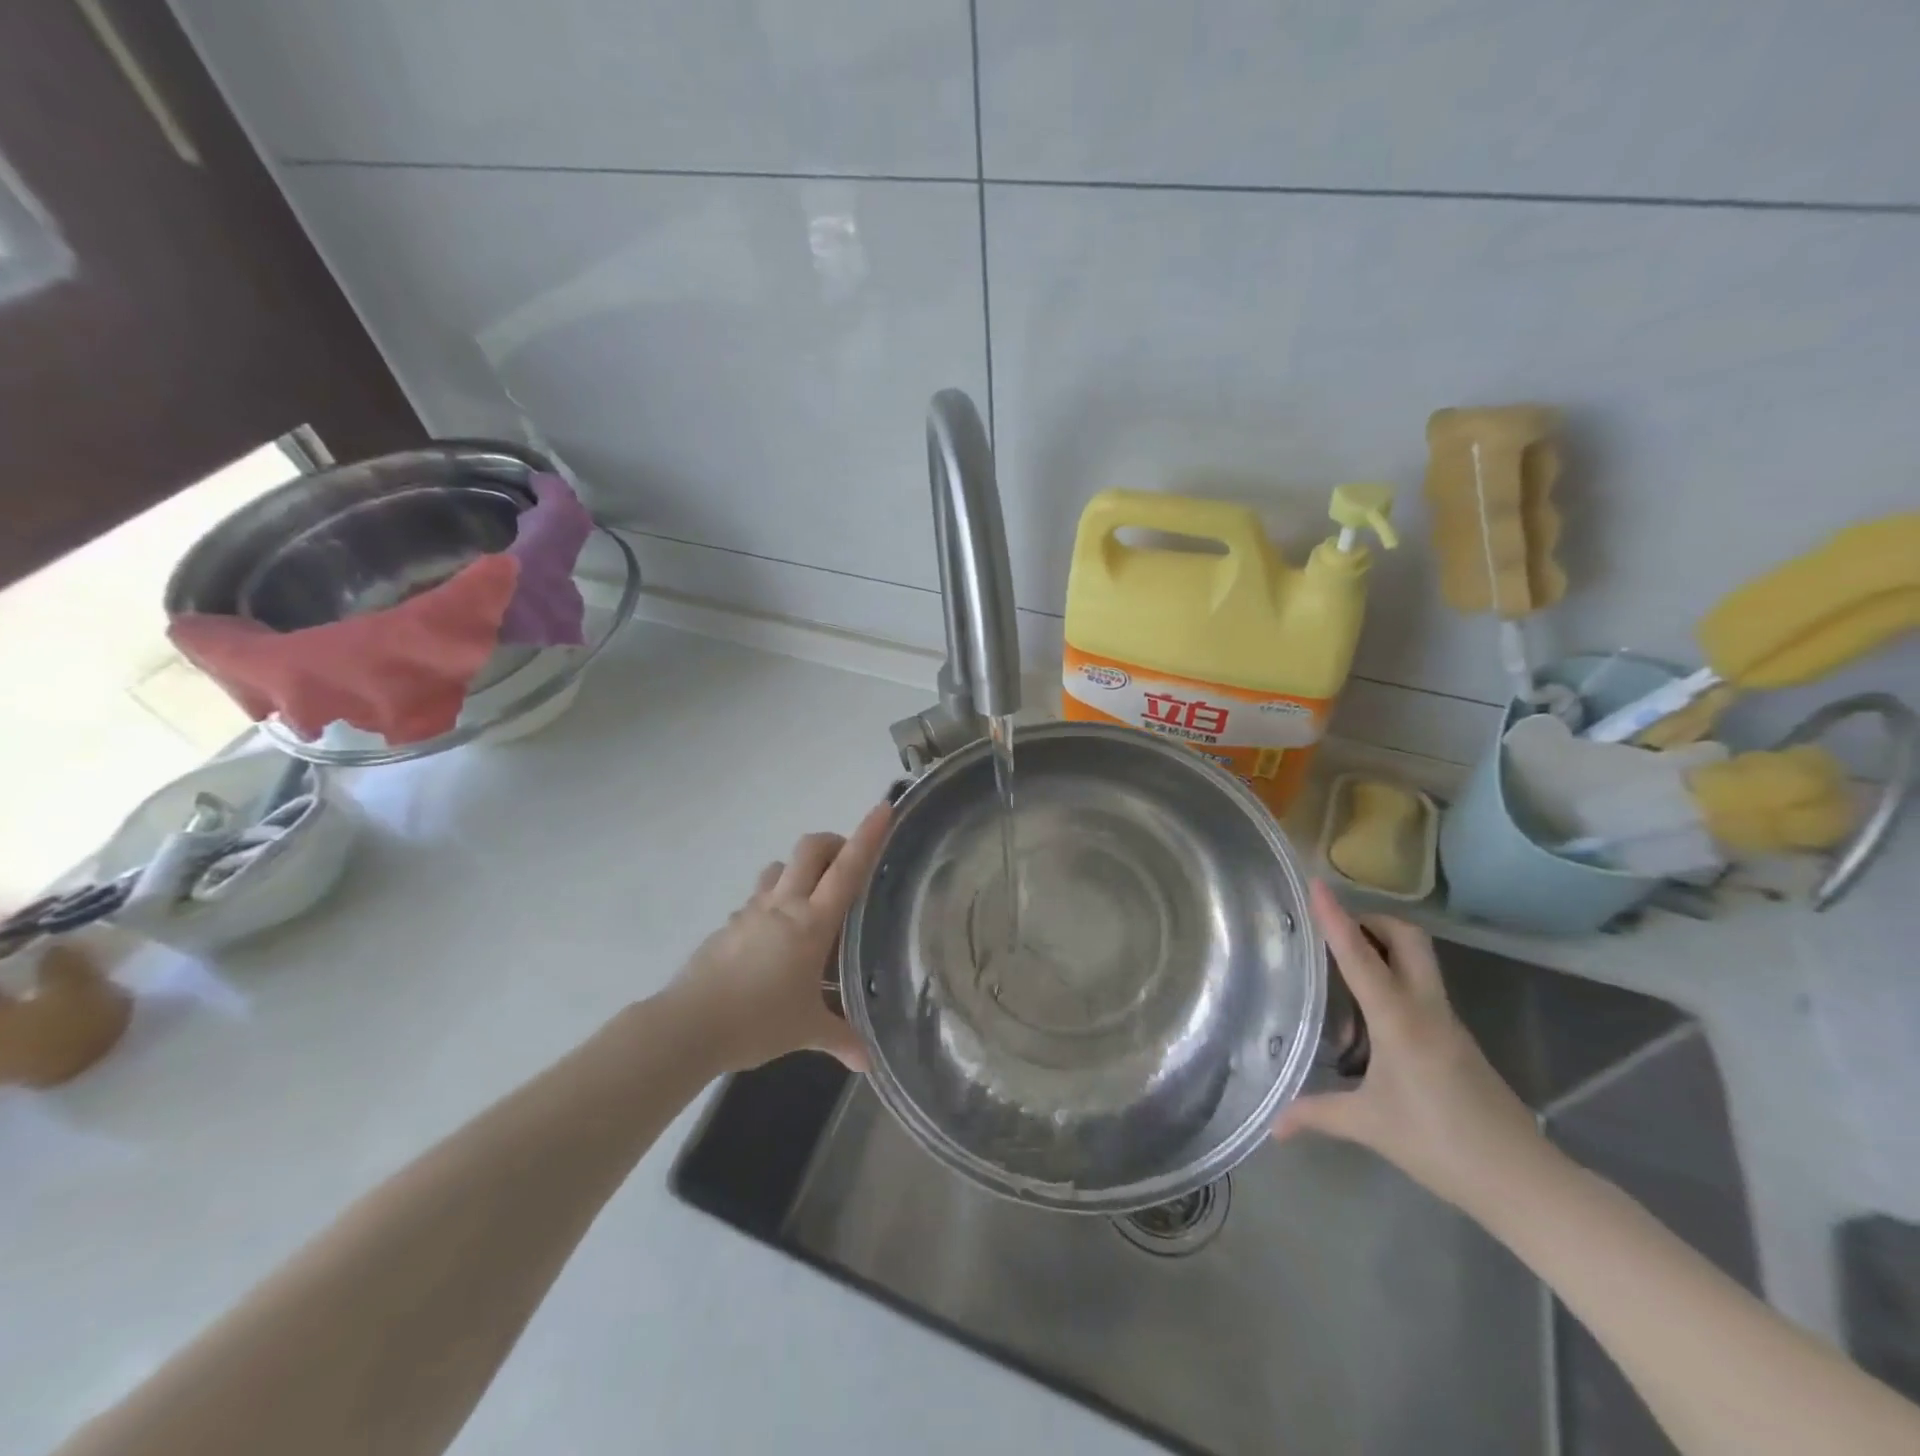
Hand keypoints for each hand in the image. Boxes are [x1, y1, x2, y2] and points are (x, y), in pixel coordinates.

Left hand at [663, 803, 889, 1073]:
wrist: (689, 1025)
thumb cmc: (757, 1021)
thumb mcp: (806, 1030)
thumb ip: (840, 1038)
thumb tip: (868, 1062)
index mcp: (812, 923)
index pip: (847, 869)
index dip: (868, 835)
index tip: (883, 807)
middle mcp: (784, 906)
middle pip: (810, 849)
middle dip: (833, 842)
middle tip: (847, 861)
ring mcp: (752, 911)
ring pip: (779, 867)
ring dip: (799, 870)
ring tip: (811, 898)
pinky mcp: (729, 925)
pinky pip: (756, 898)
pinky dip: (772, 902)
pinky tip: (774, 937)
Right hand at [1272, 881, 1544, 1212]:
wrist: (1524, 1181)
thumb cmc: (1441, 1146)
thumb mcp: (1369, 1127)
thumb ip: (1317, 1115)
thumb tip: (1273, 1126)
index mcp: (1399, 1021)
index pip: (1361, 957)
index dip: (1336, 918)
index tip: (1317, 884)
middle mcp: (1426, 1009)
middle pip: (1407, 938)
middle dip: (1371, 920)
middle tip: (1333, 927)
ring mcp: (1446, 1021)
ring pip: (1418, 959)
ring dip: (1383, 945)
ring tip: (1340, 962)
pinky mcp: (1456, 1037)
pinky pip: (1421, 986)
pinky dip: (1393, 976)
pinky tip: (1369, 1008)